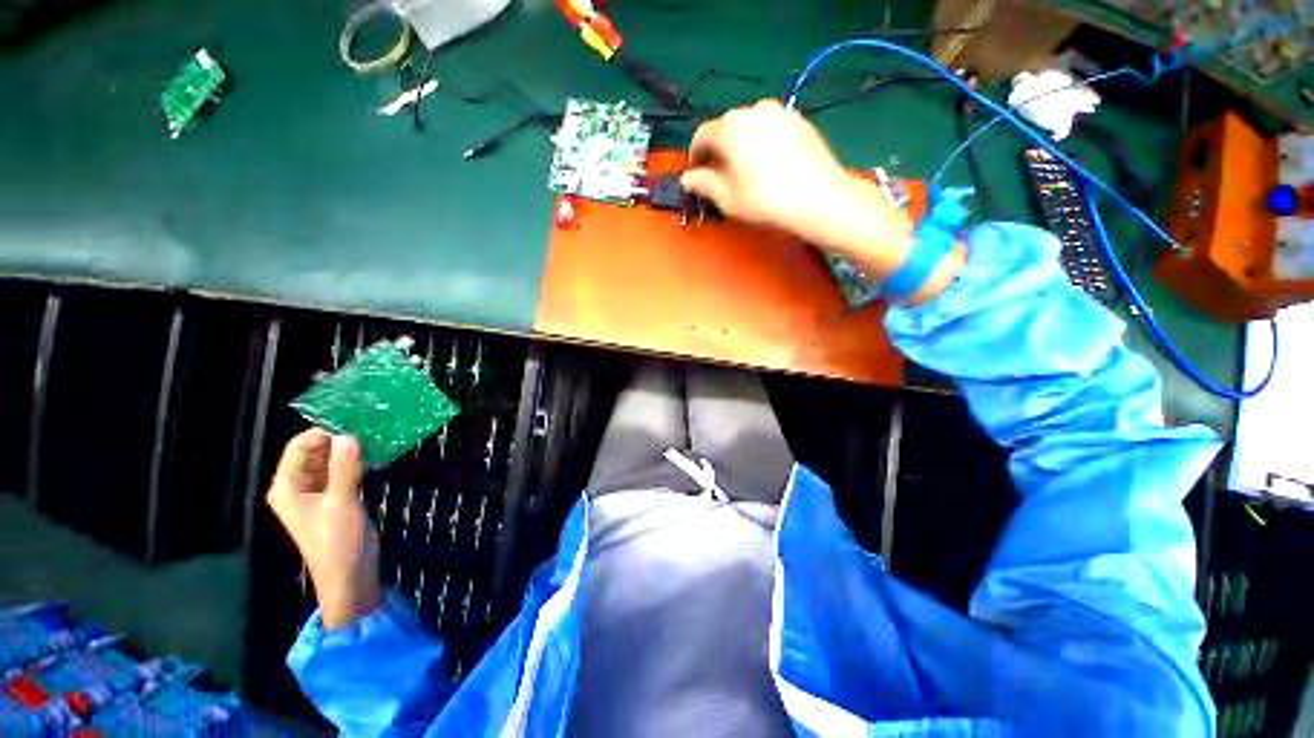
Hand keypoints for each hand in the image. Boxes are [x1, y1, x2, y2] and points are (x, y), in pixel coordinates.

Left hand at [267, 429, 380, 629]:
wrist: (350, 575)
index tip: (353, 420)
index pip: (299, 448)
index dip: (322, 432)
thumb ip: (344, 468)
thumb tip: (349, 435)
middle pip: (316, 451)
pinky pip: (345, 471)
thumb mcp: (341, 502)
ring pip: (333, 460)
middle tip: (369, 423)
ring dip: (351, 448)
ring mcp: (320, 491)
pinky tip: (378, 452)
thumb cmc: (336, 541)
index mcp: (288, 487)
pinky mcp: (339, 496)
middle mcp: (300, 485)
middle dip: (339, 438)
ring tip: (377, 433)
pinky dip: (359, 461)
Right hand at [682, 100, 960, 303]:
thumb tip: (688, 178)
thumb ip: (703, 184)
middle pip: (726, 128)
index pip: (701, 135)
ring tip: (747, 172)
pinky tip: (771, 166)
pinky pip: (772, 129)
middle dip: (719, 151)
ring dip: (742, 145)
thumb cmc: (765, 201)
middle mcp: (754, 109)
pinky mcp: (801, 121)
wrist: (820, 199)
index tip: (697, 175)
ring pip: (750, 127)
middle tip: (721, 177)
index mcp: (730, 126)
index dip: (695, 156)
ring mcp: (781, 112)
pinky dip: (763, 143)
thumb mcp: (726, 198)